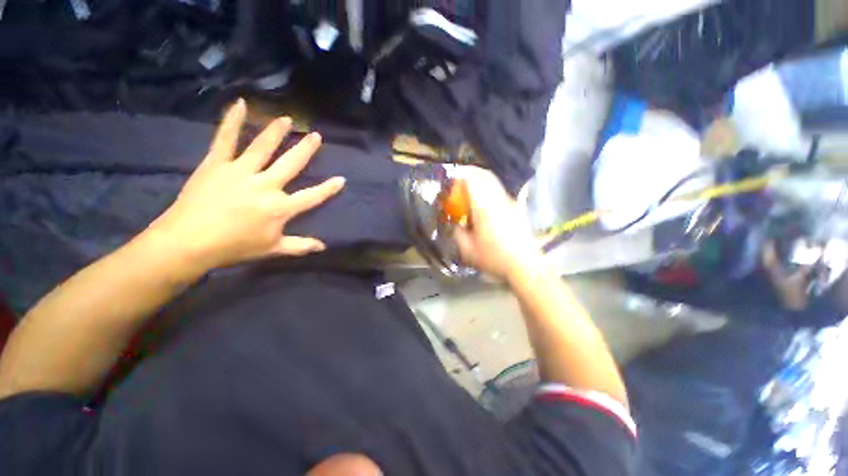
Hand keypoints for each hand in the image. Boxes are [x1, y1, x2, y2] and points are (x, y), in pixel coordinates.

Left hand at [150, 99, 344, 271]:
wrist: (187, 242)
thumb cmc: (234, 247)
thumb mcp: (272, 249)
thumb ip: (300, 246)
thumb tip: (323, 247)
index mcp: (280, 207)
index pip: (312, 196)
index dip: (328, 188)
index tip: (341, 179)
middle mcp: (265, 185)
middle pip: (291, 164)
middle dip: (306, 149)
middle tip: (316, 136)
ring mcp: (240, 171)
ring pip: (263, 146)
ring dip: (277, 131)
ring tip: (288, 119)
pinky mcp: (216, 164)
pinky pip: (225, 138)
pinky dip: (232, 120)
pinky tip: (240, 103)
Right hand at [453, 167, 540, 280]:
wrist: (525, 265)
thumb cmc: (495, 258)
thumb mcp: (468, 250)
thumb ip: (457, 233)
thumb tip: (455, 223)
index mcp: (484, 207)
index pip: (471, 180)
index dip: (458, 177)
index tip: (449, 183)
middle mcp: (498, 199)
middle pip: (484, 174)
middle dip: (469, 172)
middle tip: (457, 178)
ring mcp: (509, 201)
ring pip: (493, 180)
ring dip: (479, 178)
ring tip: (468, 187)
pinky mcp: (515, 207)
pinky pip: (498, 189)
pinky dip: (487, 186)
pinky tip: (482, 199)